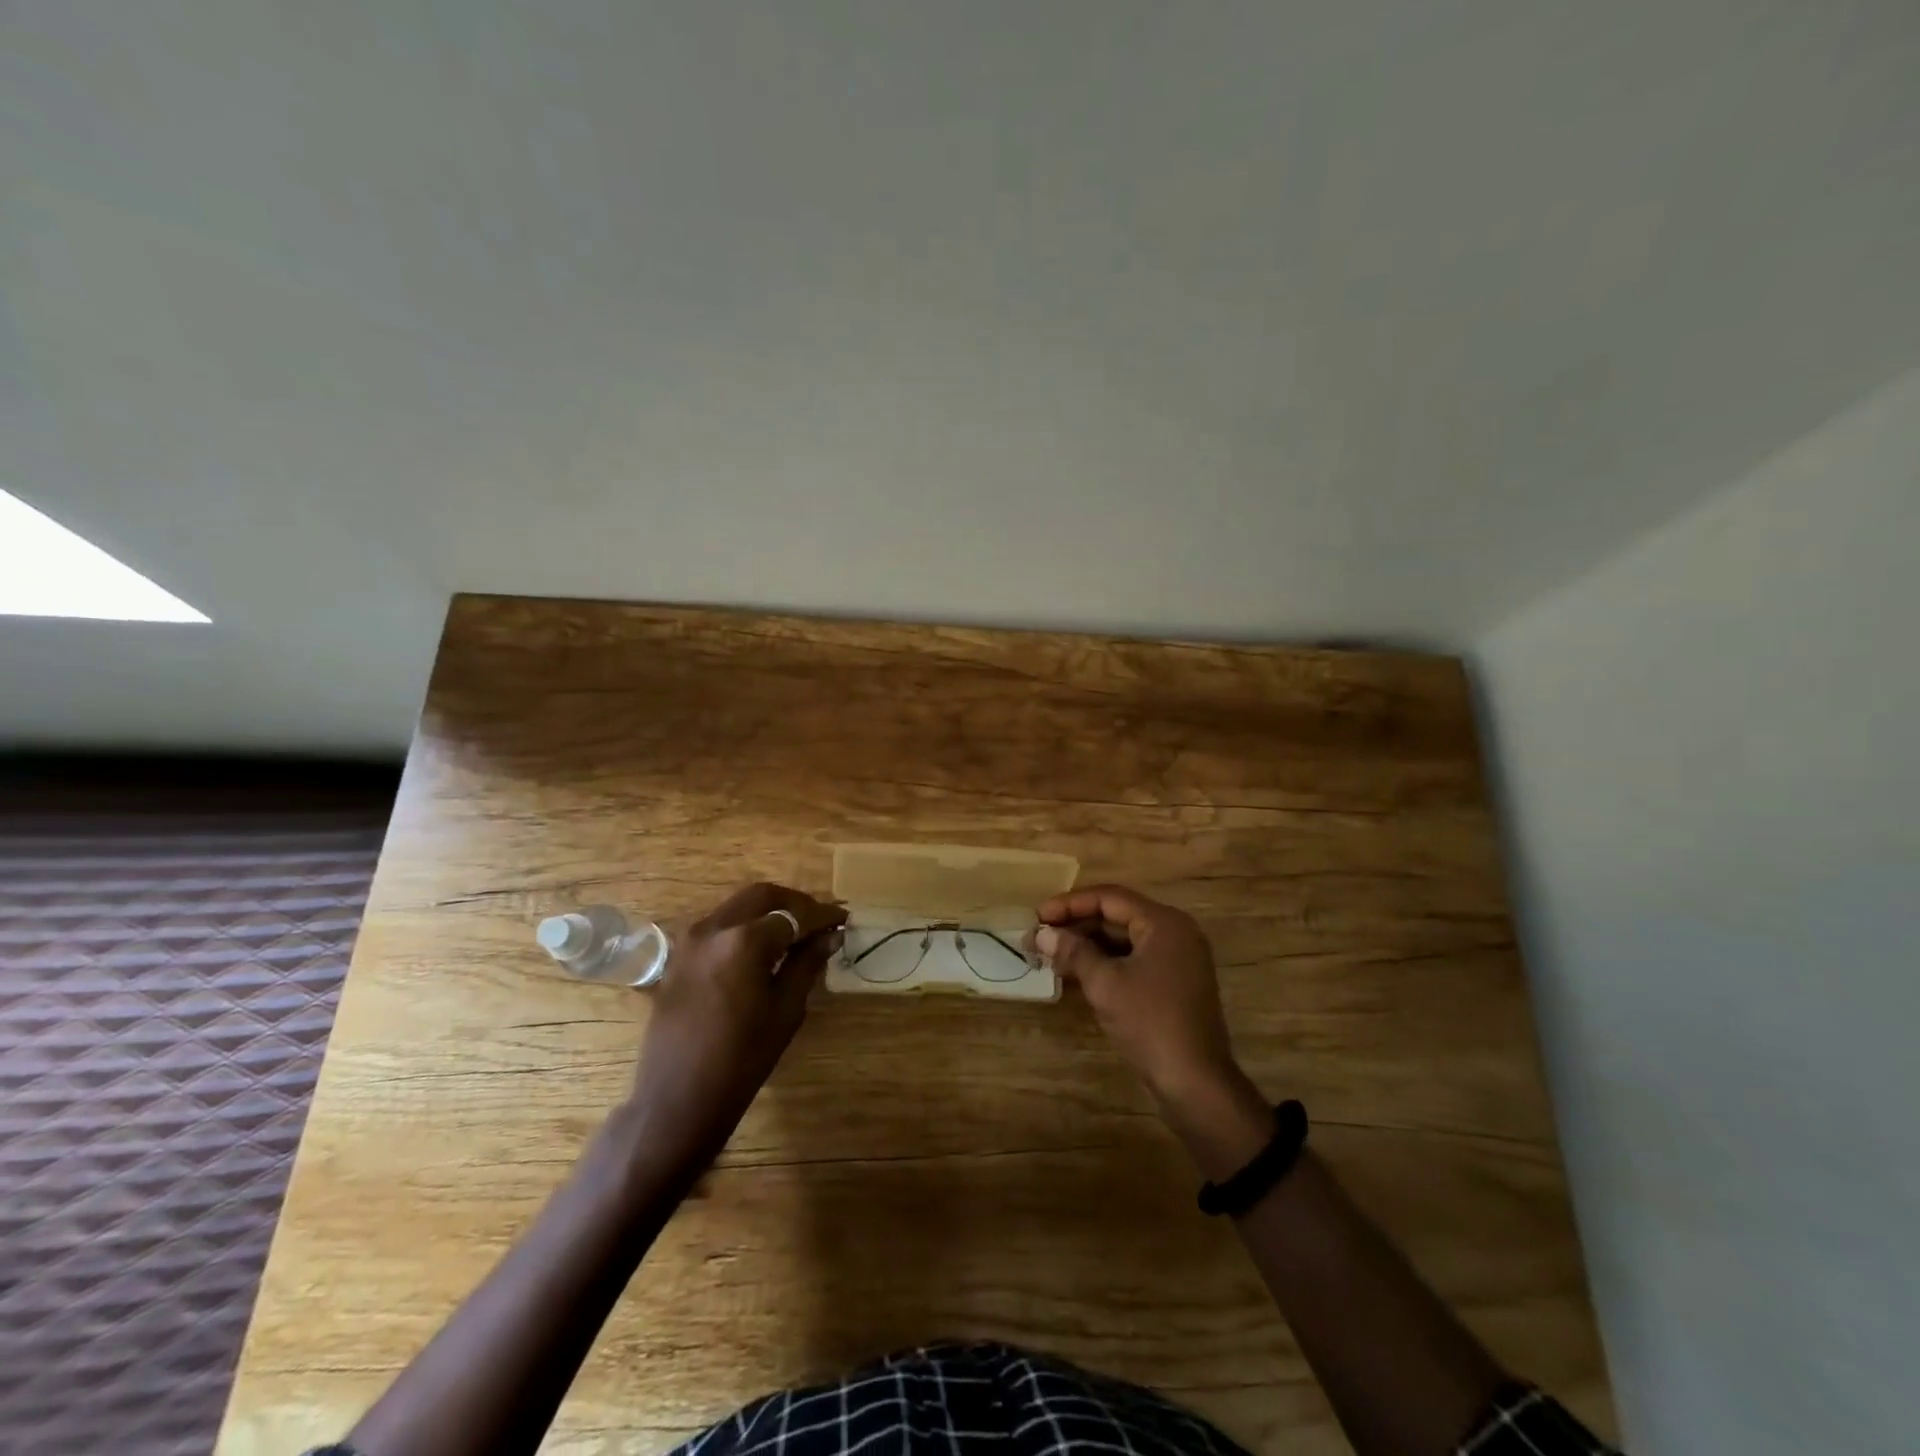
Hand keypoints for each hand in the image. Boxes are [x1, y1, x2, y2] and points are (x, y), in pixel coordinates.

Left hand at [621, 882, 845, 1172]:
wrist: (677, 1099)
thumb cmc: (741, 1059)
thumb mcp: (785, 1010)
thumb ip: (807, 963)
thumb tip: (829, 934)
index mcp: (744, 941)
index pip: (793, 915)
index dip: (821, 915)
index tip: (843, 919)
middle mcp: (713, 929)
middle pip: (761, 896)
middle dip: (794, 903)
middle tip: (819, 920)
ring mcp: (690, 941)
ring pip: (737, 907)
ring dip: (768, 912)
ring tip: (794, 933)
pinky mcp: (678, 957)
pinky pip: (719, 926)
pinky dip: (745, 926)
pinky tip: (762, 949)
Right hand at [1036, 884, 1270, 1174]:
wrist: (1195, 1082)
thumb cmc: (1150, 1022)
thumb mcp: (1105, 983)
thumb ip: (1073, 952)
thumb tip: (1041, 934)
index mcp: (1163, 922)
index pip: (1109, 898)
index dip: (1069, 904)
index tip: (1037, 916)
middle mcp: (1174, 932)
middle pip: (1117, 916)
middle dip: (1076, 925)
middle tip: (1040, 937)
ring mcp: (1176, 959)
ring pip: (1123, 940)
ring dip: (1087, 945)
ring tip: (1050, 954)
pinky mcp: (1172, 983)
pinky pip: (1133, 960)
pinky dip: (1105, 963)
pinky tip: (1075, 973)